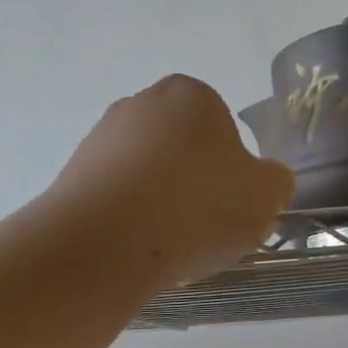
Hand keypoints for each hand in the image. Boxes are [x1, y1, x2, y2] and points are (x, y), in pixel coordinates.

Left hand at [49, 75, 294, 282]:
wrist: (103, 245)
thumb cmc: (196, 208)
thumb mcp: (266, 196)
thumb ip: (275, 180)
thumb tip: (263, 180)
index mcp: (191, 95)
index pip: (223, 129)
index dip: (233, 171)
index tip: (231, 205)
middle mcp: (141, 104)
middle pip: (183, 150)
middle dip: (195, 185)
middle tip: (206, 227)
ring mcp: (100, 138)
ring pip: (149, 176)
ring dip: (163, 205)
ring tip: (170, 247)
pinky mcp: (72, 175)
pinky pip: (117, 198)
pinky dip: (130, 221)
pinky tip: (137, 251)